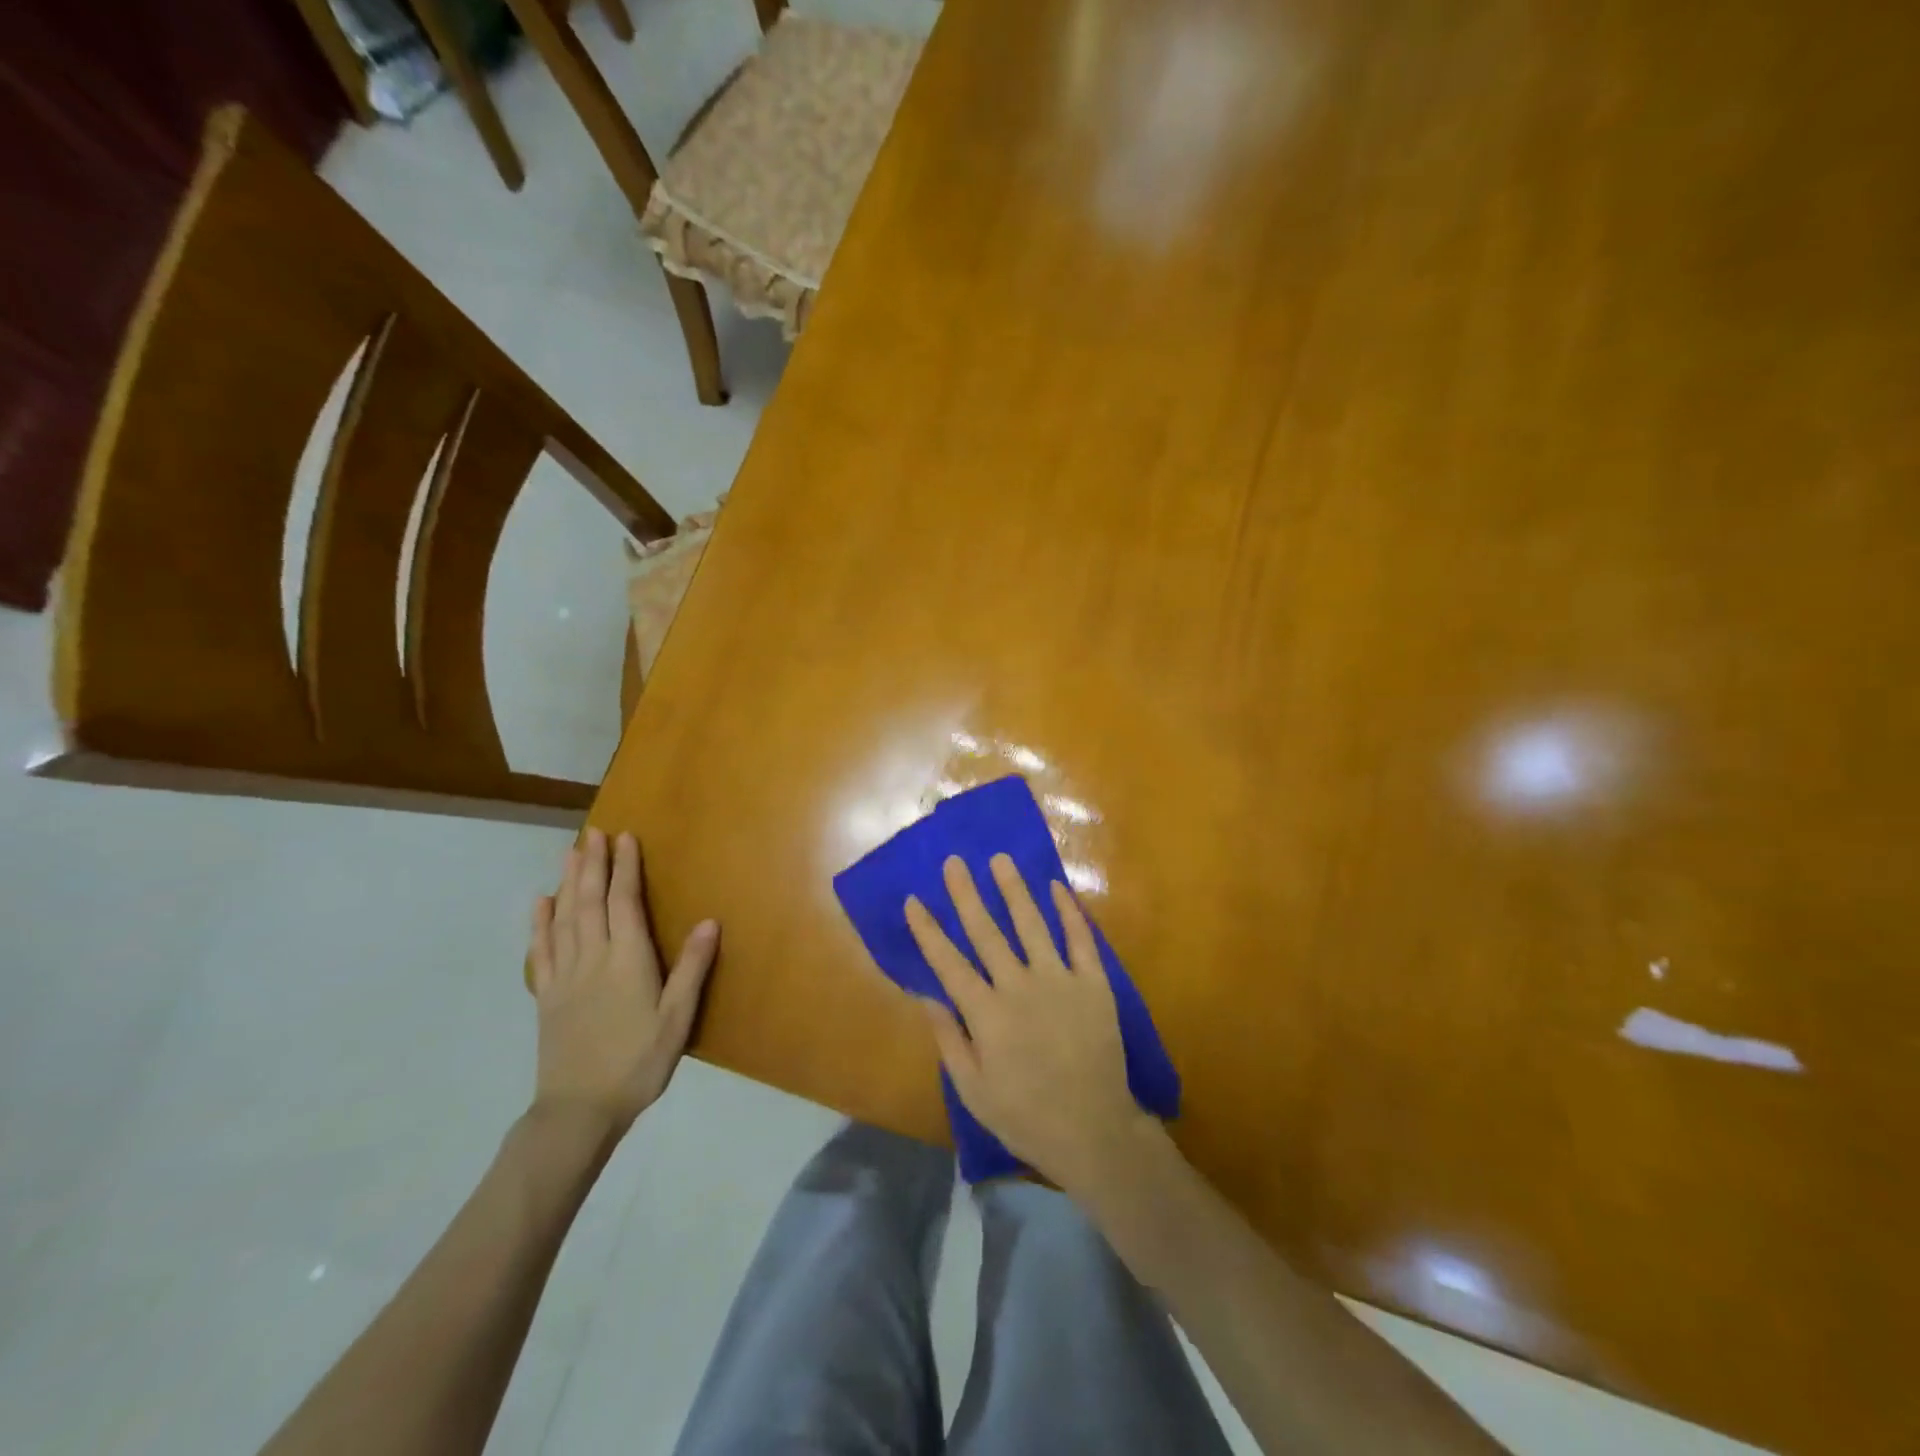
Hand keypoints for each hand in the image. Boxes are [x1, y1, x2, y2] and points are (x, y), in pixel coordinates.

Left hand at [527, 828, 716, 1135]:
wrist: (578, 1111)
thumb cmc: (637, 1063)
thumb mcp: (676, 1020)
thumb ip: (691, 969)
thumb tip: (710, 921)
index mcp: (627, 961)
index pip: (624, 903)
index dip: (625, 868)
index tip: (626, 838)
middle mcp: (592, 959)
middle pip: (589, 901)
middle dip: (592, 864)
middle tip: (593, 832)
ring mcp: (564, 976)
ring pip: (564, 918)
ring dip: (568, 882)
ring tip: (570, 852)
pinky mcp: (547, 995)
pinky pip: (541, 949)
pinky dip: (540, 922)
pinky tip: (540, 902)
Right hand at [905, 854, 1154, 1196]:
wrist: (1094, 1131)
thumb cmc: (1026, 1115)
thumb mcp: (973, 1090)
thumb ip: (949, 1039)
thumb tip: (926, 995)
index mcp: (987, 1014)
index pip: (949, 963)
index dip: (928, 931)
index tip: (913, 900)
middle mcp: (1020, 986)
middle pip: (987, 932)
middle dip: (966, 895)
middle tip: (954, 862)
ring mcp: (1060, 981)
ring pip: (1032, 925)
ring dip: (1014, 890)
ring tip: (1000, 860)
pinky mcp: (1094, 984)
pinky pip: (1082, 939)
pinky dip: (1070, 912)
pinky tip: (1058, 887)